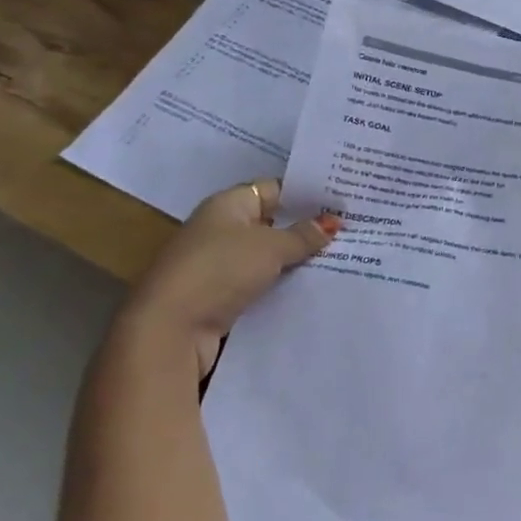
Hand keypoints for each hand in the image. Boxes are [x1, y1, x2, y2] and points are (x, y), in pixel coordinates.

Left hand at [115, 180, 338, 375]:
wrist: (169, 330)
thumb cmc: (220, 270)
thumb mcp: (271, 247)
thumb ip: (304, 234)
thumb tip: (333, 222)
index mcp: (228, 205)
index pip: (275, 189)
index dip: (307, 194)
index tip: (343, 200)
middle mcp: (221, 229)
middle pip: (273, 223)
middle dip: (307, 227)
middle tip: (351, 228)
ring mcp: (219, 265)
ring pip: (269, 256)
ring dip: (297, 259)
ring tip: (343, 256)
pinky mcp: (221, 297)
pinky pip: (261, 283)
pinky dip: (283, 284)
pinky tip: (314, 286)